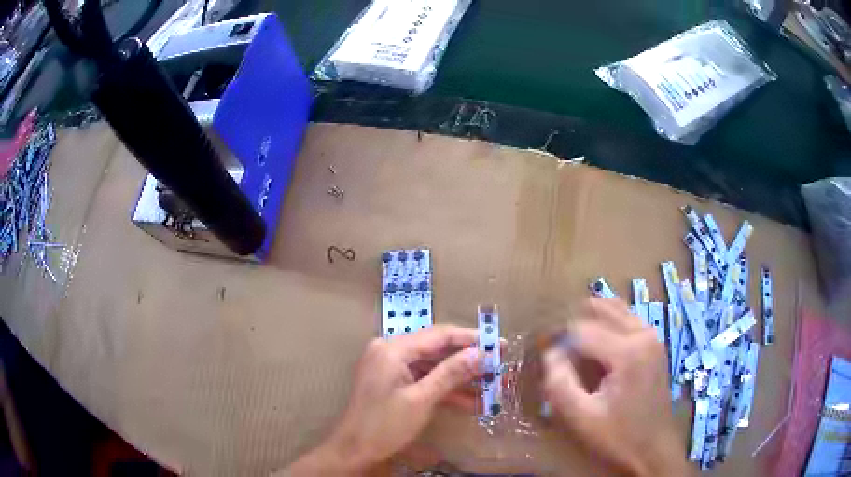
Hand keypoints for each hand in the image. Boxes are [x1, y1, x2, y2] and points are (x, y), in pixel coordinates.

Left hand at [283, 326, 481, 475]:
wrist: (354, 449)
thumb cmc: (385, 425)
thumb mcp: (422, 400)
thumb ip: (451, 373)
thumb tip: (481, 352)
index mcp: (393, 348)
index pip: (439, 335)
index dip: (472, 339)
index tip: (500, 344)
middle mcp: (390, 350)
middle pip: (436, 349)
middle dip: (468, 361)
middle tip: (497, 367)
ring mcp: (389, 366)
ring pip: (432, 366)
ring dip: (459, 378)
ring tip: (490, 387)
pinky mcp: (391, 380)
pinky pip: (422, 378)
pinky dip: (443, 389)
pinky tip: (469, 402)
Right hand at [543, 298, 688, 476]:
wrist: (654, 447)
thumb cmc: (618, 436)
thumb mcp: (581, 418)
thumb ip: (560, 384)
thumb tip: (551, 353)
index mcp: (628, 352)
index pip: (582, 330)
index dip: (560, 342)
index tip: (547, 358)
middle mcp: (643, 334)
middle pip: (601, 310)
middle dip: (575, 324)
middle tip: (558, 348)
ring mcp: (652, 336)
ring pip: (616, 310)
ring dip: (592, 319)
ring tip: (574, 344)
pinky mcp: (655, 343)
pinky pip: (627, 320)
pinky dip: (608, 323)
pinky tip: (597, 344)